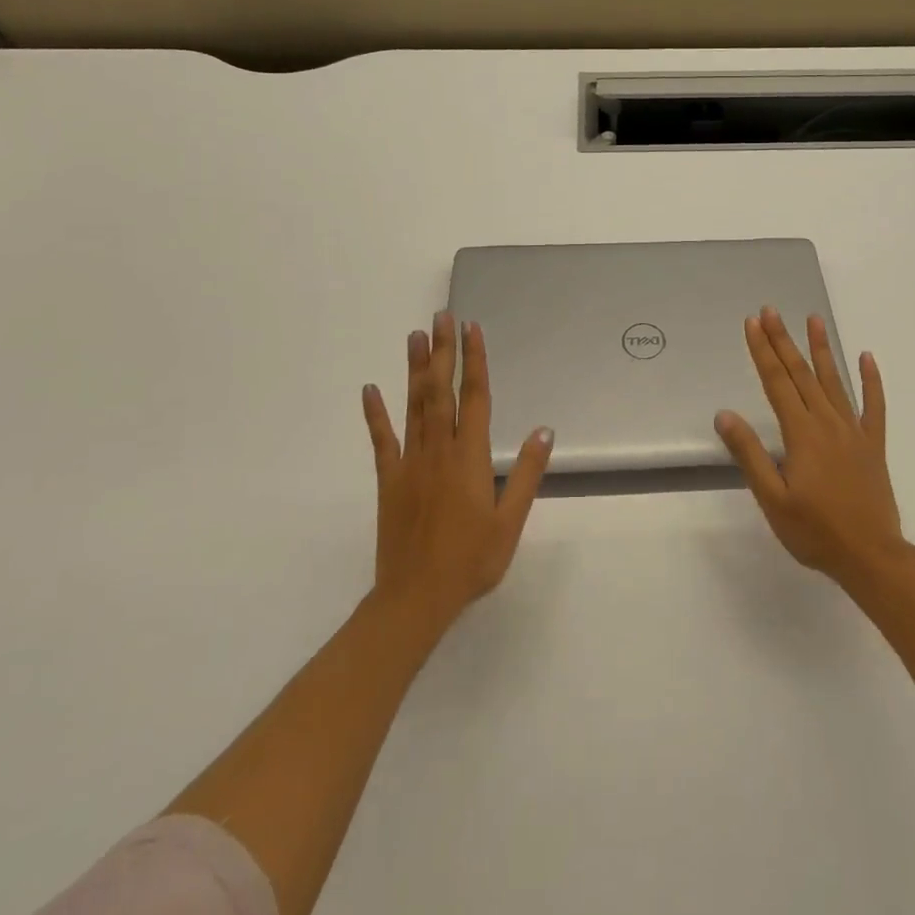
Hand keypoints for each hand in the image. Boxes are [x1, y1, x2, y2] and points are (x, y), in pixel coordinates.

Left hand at [361, 312, 553, 636]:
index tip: (472, 329)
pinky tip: (370, 389)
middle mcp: (438, 450)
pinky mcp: (388, 480)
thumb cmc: (470, 561)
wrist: (415, 599)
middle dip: (443, 351)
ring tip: (415, 336)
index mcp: (469, 457)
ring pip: (413, 406)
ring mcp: (409, 463)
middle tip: (441, 316)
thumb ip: (527, 473)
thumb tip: (544, 430)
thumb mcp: (510, 521)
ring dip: (415, 369)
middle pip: (441, 390)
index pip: (475, 397)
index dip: (475, 360)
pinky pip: (381, 440)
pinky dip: (375, 414)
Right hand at [715, 308, 906, 590]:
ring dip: (822, 349)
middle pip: (801, 374)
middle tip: (771, 310)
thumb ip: (749, 454)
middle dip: (783, 340)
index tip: (752, 323)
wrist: (872, 556)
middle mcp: (827, 422)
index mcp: (801, 433)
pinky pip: (874, 405)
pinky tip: (867, 358)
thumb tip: (724, 415)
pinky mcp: (873, 444)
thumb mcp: (772, 499)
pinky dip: (871, 380)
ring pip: (835, 381)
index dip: (762, 351)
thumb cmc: (816, 531)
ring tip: (813, 319)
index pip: (776, 382)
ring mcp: (853, 431)